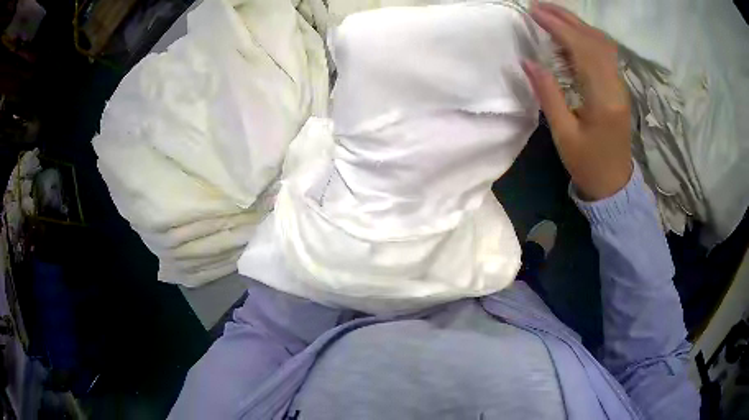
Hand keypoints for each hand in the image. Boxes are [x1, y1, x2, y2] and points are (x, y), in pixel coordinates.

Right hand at [522, 2, 631, 200]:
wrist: (614, 185)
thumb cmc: (587, 164)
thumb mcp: (563, 134)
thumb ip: (548, 94)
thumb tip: (528, 61)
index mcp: (603, 99)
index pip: (582, 49)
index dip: (558, 27)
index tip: (534, 12)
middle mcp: (616, 86)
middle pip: (594, 40)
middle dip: (566, 18)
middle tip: (538, 7)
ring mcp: (620, 86)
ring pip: (602, 44)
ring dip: (577, 25)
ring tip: (550, 16)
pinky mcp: (618, 87)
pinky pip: (604, 54)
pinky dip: (585, 39)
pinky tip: (568, 39)